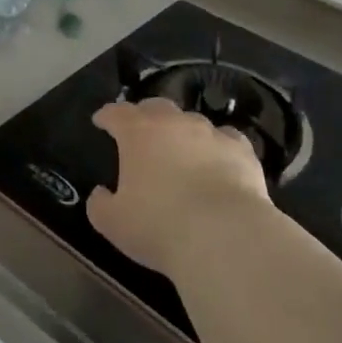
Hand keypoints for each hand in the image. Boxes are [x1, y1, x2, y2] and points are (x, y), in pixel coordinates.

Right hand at [88, 98, 271, 276]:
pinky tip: (218, 159)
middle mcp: (174, 123)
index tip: (101, 121)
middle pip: (155, 107)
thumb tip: (101, 194)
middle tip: (140, 132)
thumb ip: (100, 204)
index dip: (106, 115)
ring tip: (180, 150)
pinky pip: (225, 139)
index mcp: (138, 133)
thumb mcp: (114, 223)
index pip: (116, 113)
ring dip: (181, 131)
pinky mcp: (241, 149)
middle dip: (144, 115)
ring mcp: (210, 133)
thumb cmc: (159, 226)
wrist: (224, 235)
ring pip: (191, 121)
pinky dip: (217, 146)